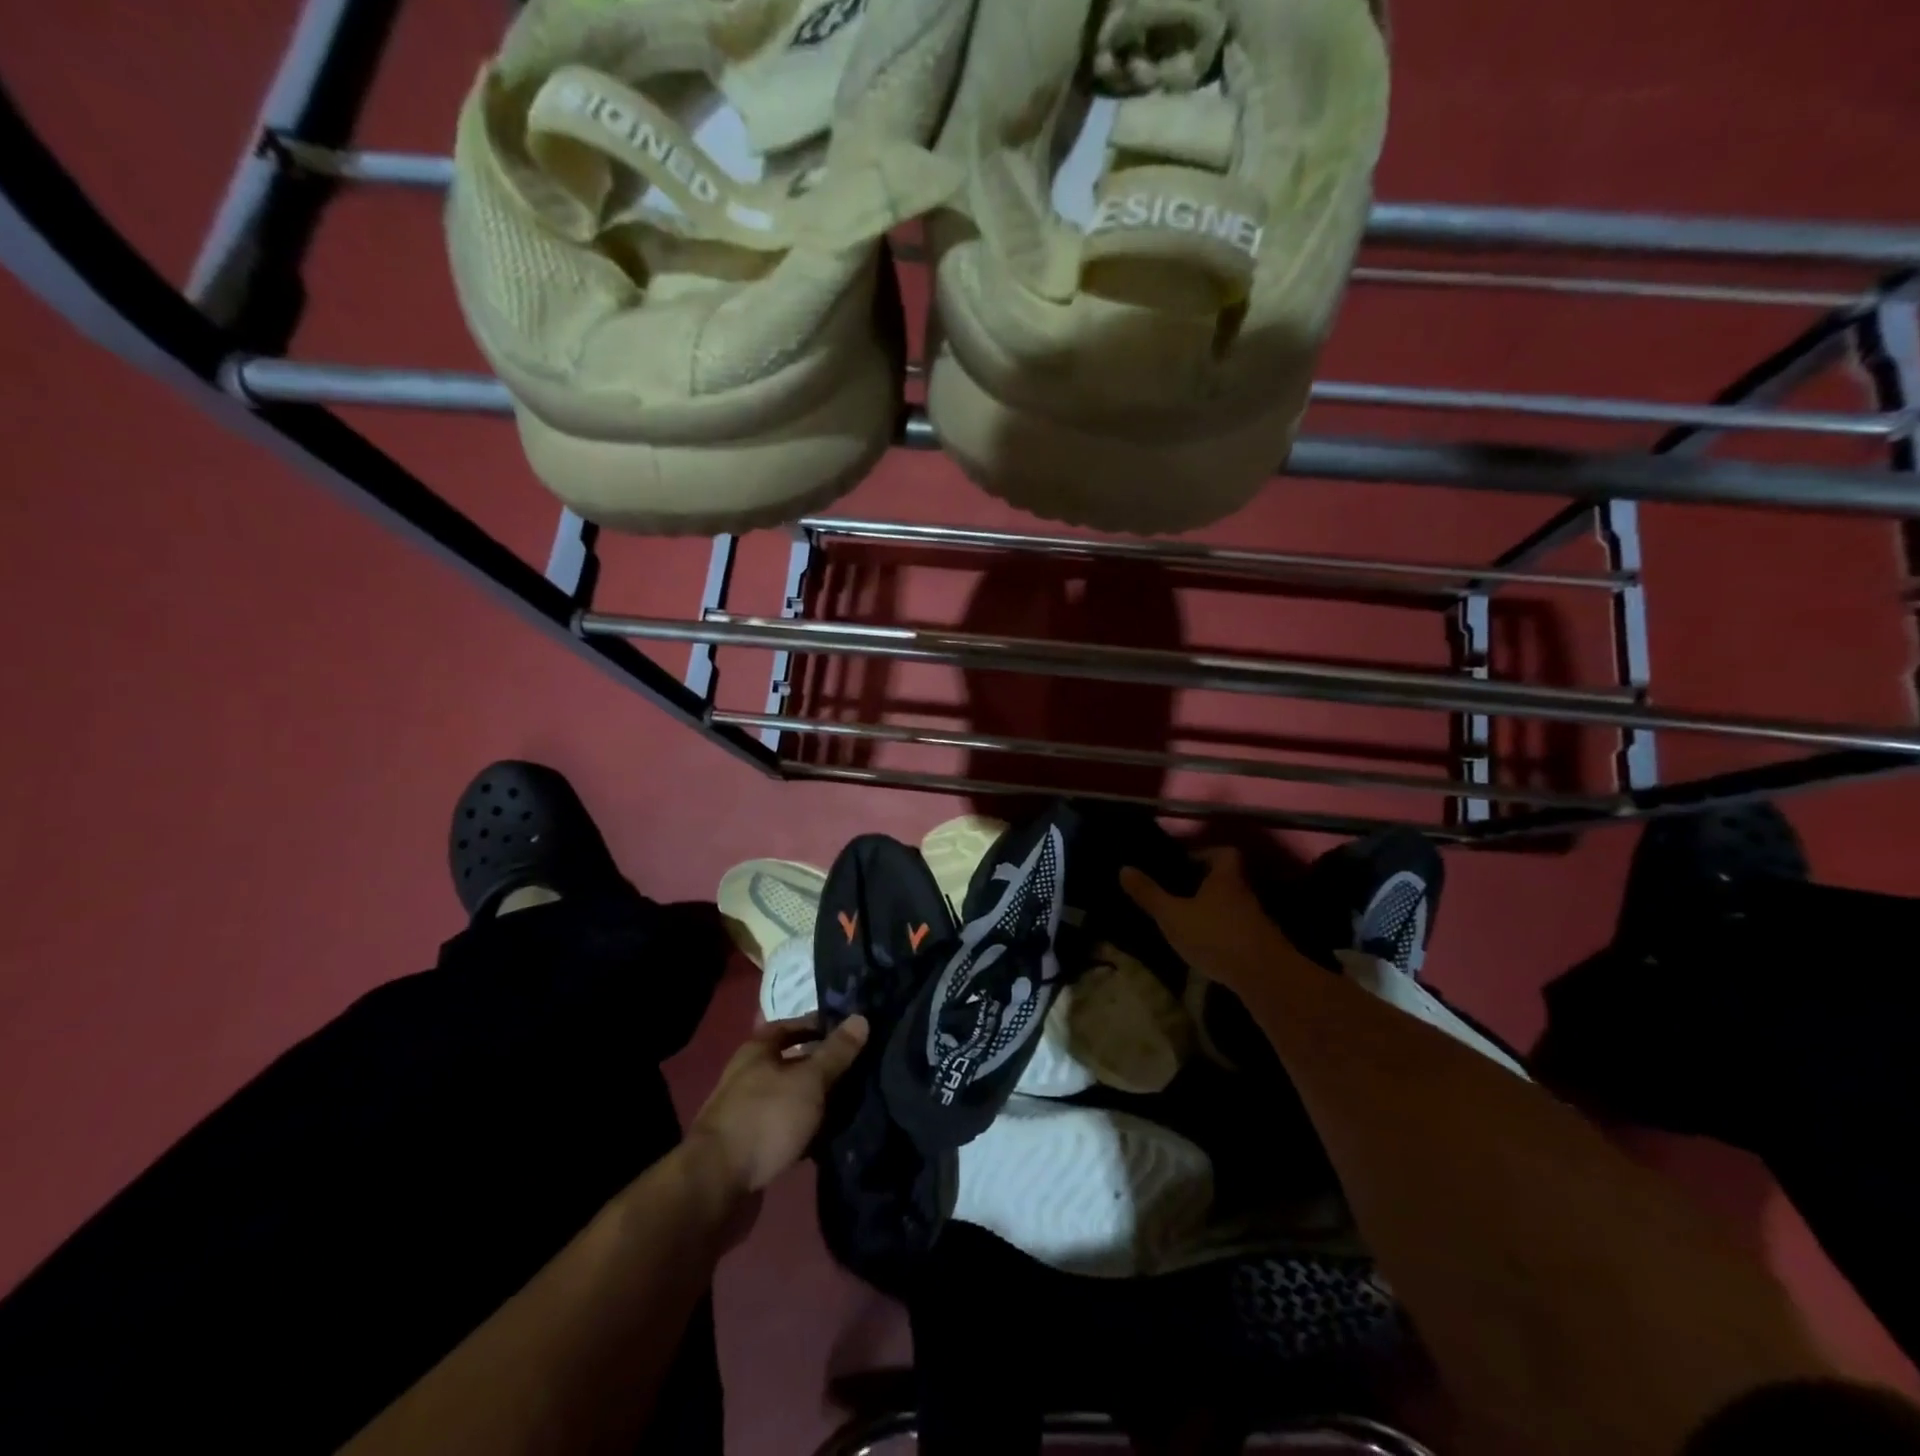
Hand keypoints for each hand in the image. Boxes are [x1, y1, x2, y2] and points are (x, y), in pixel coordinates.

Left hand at [688, 1015, 868, 1201]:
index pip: (791, 1025)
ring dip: (813, 1101)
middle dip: (821, 1066)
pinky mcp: (747, 1146)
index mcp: (757, 1050)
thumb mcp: (809, 1080)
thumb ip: (836, 1052)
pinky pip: (782, 1128)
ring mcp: (745, 1112)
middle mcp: (747, 1075)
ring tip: (849, 1105)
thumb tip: (861, 1018)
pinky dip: (803, 1130)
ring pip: (788, 1097)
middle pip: (790, 1062)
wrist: (715, 1185)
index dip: (819, 1025)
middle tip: (857, 1070)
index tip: (850, 1033)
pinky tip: (825, 1139)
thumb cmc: (765, 1118)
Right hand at [1120, 846, 1300, 993]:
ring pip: (1232, 906)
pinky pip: (1238, 930)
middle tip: (1179, 894)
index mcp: (1225, 878)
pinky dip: (1223, 934)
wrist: (1265, 977)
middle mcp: (1244, 894)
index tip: (1184, 864)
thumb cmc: (1215, 936)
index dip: (1205, 854)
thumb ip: (1149, 894)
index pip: (1224, 853)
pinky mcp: (1261, 945)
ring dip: (1214, 911)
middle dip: (1205, 885)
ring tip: (1188, 922)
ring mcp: (1256, 920)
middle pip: (1227, 880)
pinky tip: (1206, 947)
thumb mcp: (1173, 915)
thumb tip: (1123, 868)